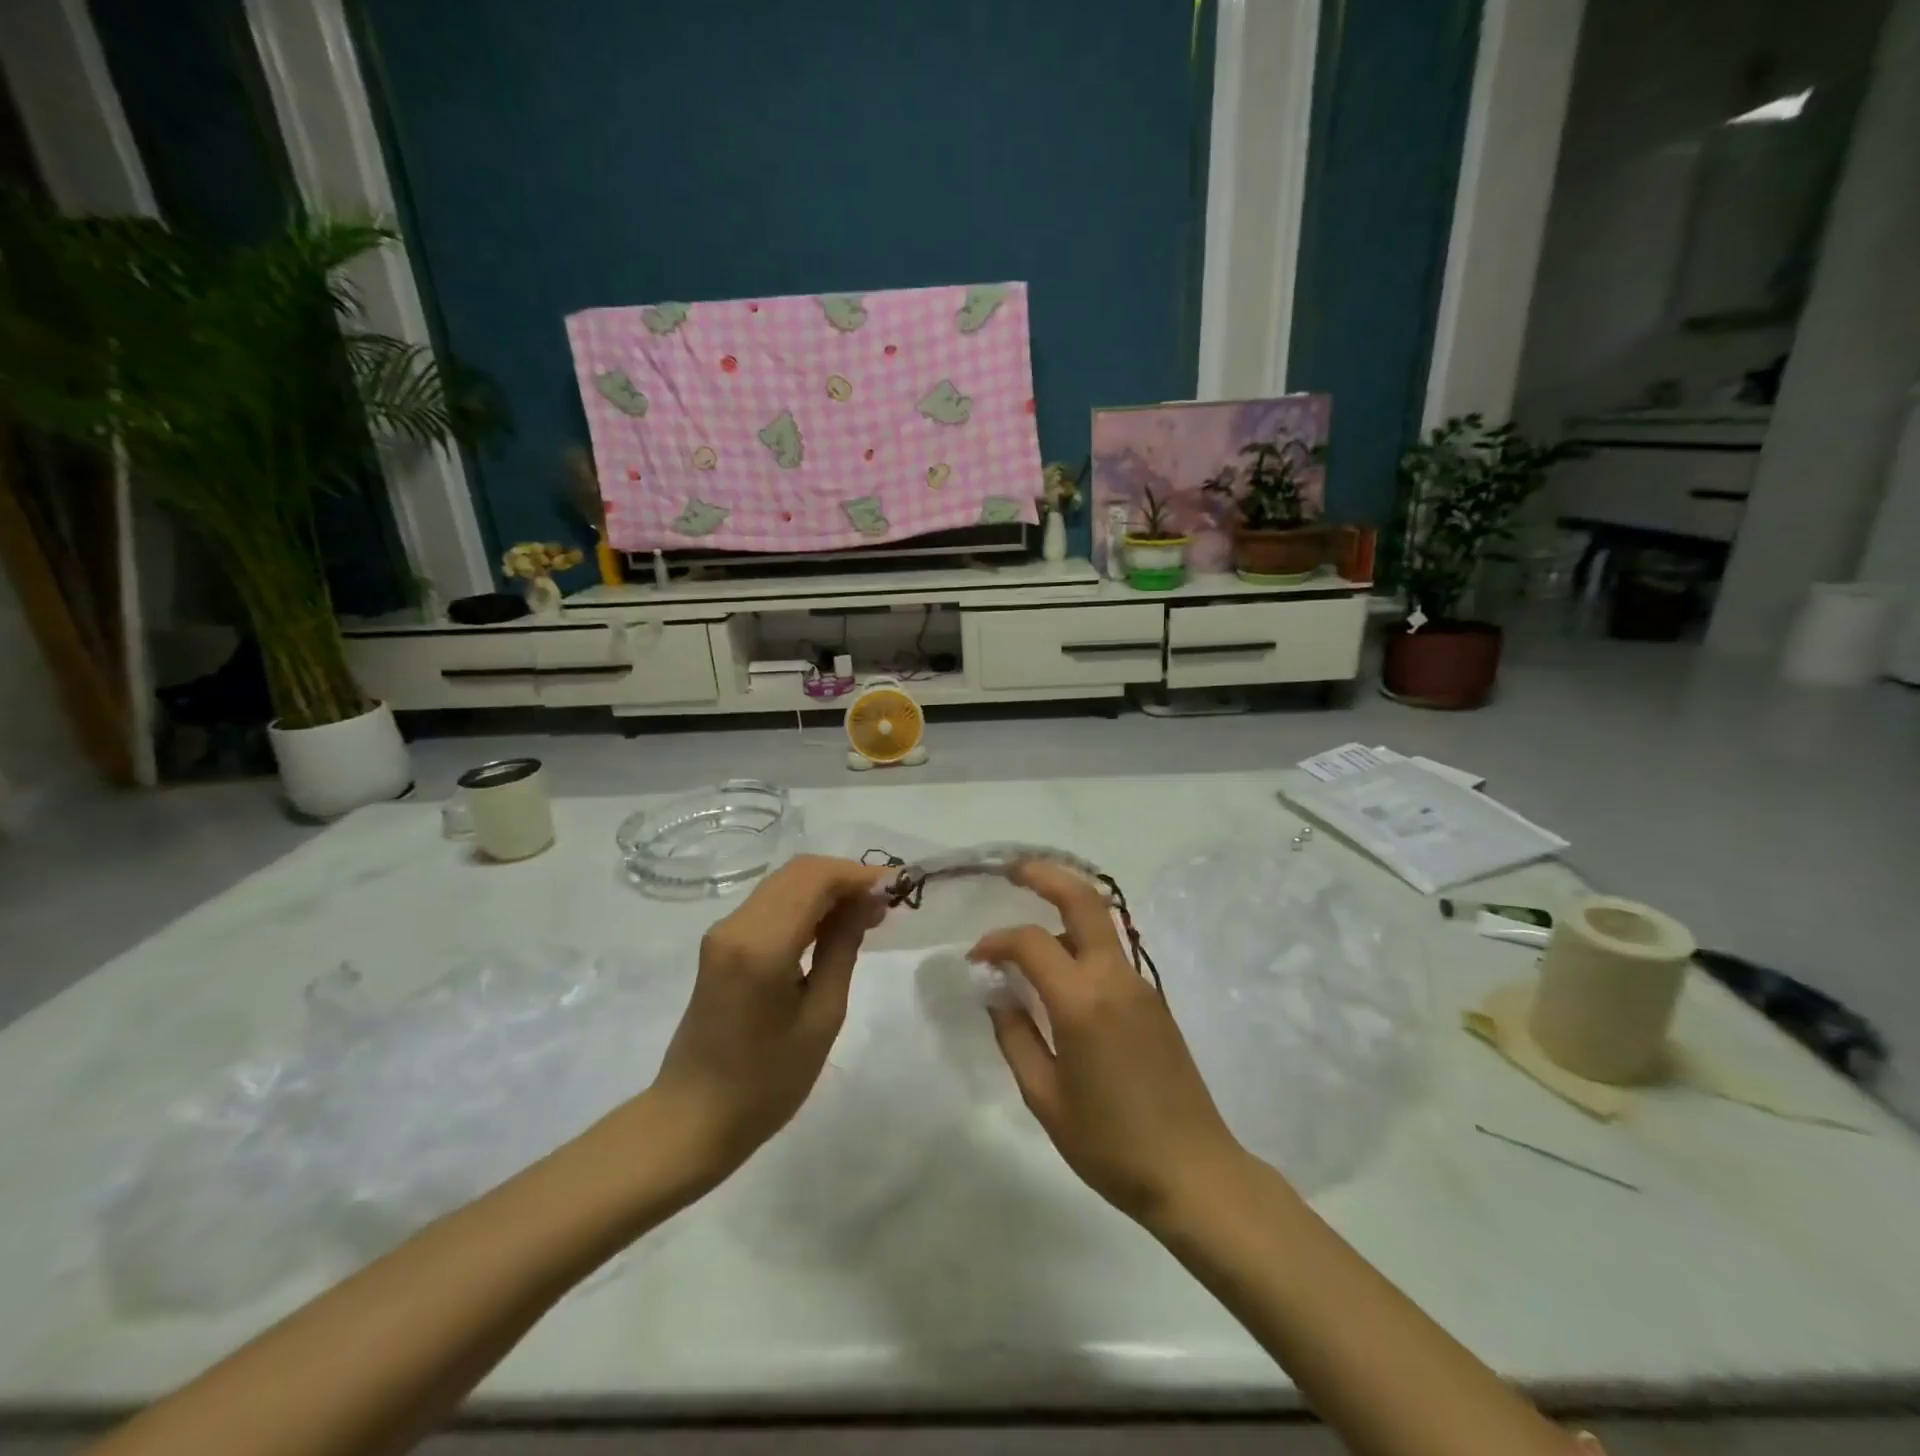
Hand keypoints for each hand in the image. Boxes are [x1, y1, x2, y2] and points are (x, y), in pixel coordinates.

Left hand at [648, 855, 887, 1198]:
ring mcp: (723, 932)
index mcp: (761, 945)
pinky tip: (831, 927)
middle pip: (798, 872)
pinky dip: (805, 904)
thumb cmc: (766, 1082)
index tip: (897, 888)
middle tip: (884, 904)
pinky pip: (771, 904)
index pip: (815, 879)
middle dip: (844, 878)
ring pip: (784, 883)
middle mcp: (736, 925)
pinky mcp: (721, 944)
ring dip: (826, 889)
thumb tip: (867, 903)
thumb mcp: (821, 1018)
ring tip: (866, 915)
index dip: (859, 876)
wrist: (693, 1120)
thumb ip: (842, 949)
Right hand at [971, 861, 1247, 1229]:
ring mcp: (1141, 985)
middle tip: (1013, 869)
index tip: (976, 959)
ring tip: (1030, 925)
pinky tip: (1062, 973)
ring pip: (1101, 923)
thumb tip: (998, 993)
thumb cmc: (1109, 1144)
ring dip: (1065, 909)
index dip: (996, 941)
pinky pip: (1111, 955)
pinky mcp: (1154, 1000)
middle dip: (1046, 875)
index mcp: (1082, 1002)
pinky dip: (1082, 944)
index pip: (1031, 943)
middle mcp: (1114, 979)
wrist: (1194, 1172)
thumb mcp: (1044, 1098)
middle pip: (1084, 900)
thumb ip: (1015, 1036)